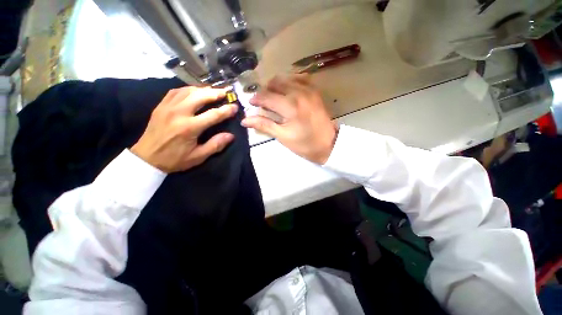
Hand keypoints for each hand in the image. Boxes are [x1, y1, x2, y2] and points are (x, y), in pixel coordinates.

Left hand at [131, 86, 237, 172]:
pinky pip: (175, 92)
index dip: (226, 110)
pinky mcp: (161, 106)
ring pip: (188, 91)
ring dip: (203, 89)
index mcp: (189, 127)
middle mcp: (179, 113)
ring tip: (213, 91)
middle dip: (215, 93)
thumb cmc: (175, 159)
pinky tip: (194, 91)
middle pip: (200, 96)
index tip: (235, 106)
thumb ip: (215, 145)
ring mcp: (168, 107)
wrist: (146, 158)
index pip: (213, 114)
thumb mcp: (198, 156)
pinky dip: (188, 89)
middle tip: (226, 92)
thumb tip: (230, 135)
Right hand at [241, 74, 337, 163]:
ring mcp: (309, 89)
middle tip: (263, 102)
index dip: (256, 99)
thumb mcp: (283, 136)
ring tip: (273, 97)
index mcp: (291, 106)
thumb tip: (245, 120)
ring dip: (276, 85)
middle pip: (275, 83)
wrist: (328, 144)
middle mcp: (300, 93)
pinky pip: (300, 78)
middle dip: (265, 91)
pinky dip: (290, 81)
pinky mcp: (315, 91)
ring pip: (286, 78)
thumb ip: (264, 125)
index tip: (251, 103)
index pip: (267, 96)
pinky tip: (287, 91)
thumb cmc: (305, 144)